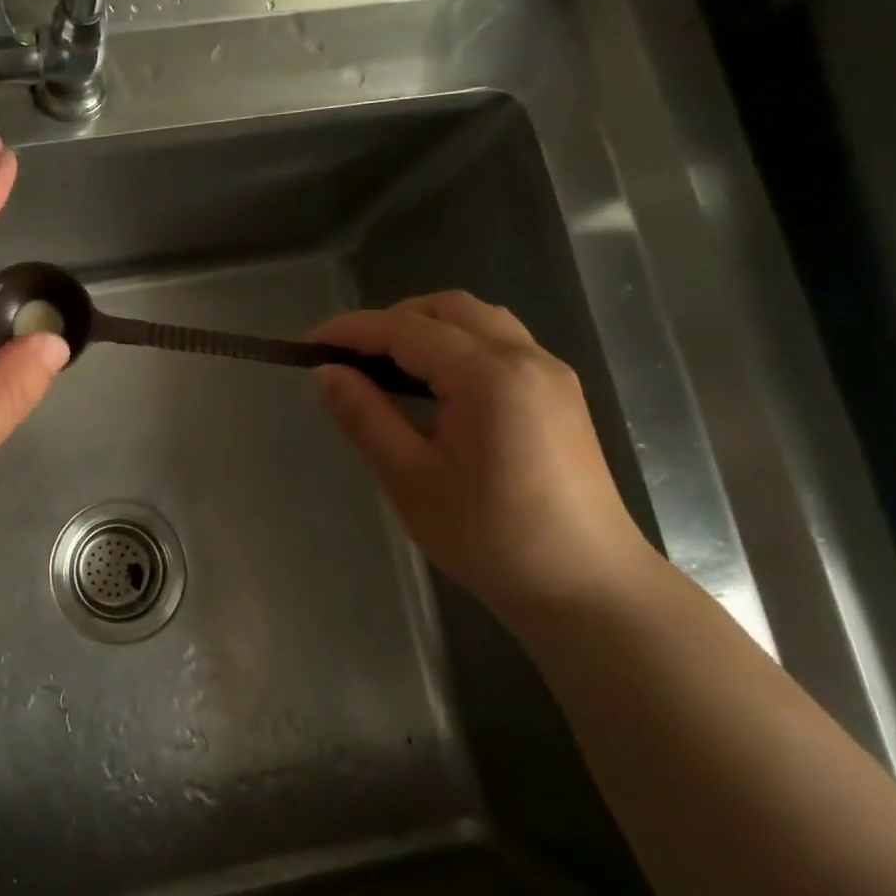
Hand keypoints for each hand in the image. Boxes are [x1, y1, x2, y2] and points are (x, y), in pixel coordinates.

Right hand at [311, 291, 657, 622]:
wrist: (588, 588)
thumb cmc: (491, 537)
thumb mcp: (410, 478)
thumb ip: (364, 416)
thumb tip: (324, 373)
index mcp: (488, 376)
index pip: (406, 328)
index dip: (352, 330)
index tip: (308, 346)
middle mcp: (525, 358)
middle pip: (447, 308)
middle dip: (390, 321)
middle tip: (349, 358)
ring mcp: (550, 373)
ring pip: (478, 320)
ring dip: (426, 328)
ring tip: (387, 368)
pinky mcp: (560, 394)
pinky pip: (500, 343)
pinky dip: (456, 345)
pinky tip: (434, 387)